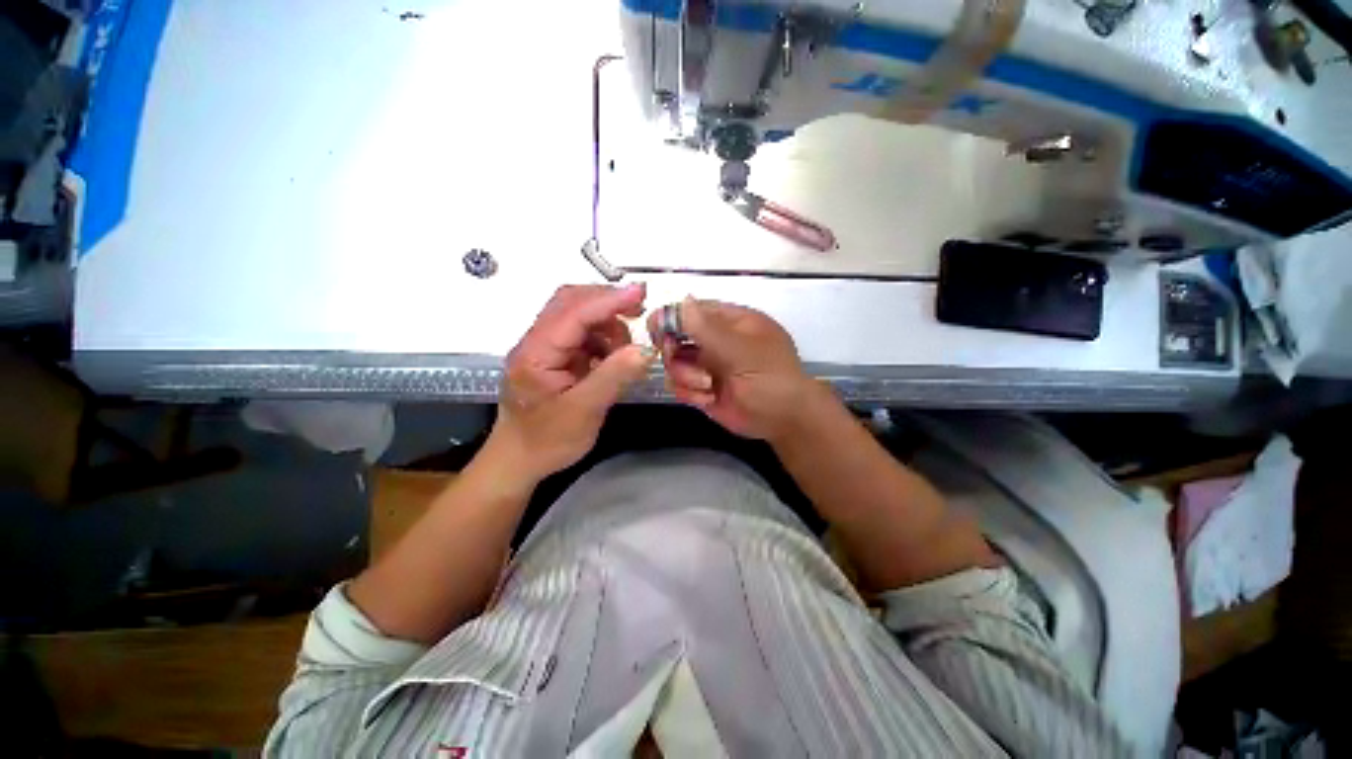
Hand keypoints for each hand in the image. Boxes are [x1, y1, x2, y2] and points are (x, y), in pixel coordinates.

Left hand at [491, 284, 654, 484]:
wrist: (519, 461)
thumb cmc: (547, 440)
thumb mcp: (585, 411)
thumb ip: (614, 377)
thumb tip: (646, 350)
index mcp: (536, 353)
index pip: (574, 313)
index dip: (608, 300)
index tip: (640, 294)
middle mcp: (536, 342)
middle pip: (571, 303)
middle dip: (607, 303)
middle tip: (639, 310)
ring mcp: (545, 348)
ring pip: (578, 316)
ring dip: (606, 324)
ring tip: (625, 349)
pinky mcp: (554, 357)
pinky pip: (581, 335)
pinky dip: (602, 339)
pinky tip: (613, 358)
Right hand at [648, 298, 818, 440]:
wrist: (784, 419)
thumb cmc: (769, 377)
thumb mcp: (740, 350)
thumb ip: (707, 329)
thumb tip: (682, 301)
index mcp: (730, 322)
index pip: (693, 310)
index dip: (672, 317)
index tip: (656, 330)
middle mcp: (716, 341)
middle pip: (676, 336)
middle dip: (674, 351)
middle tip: (676, 359)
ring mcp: (708, 366)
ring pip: (674, 363)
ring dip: (685, 376)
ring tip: (706, 386)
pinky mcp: (703, 389)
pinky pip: (680, 386)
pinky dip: (690, 393)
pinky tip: (708, 399)